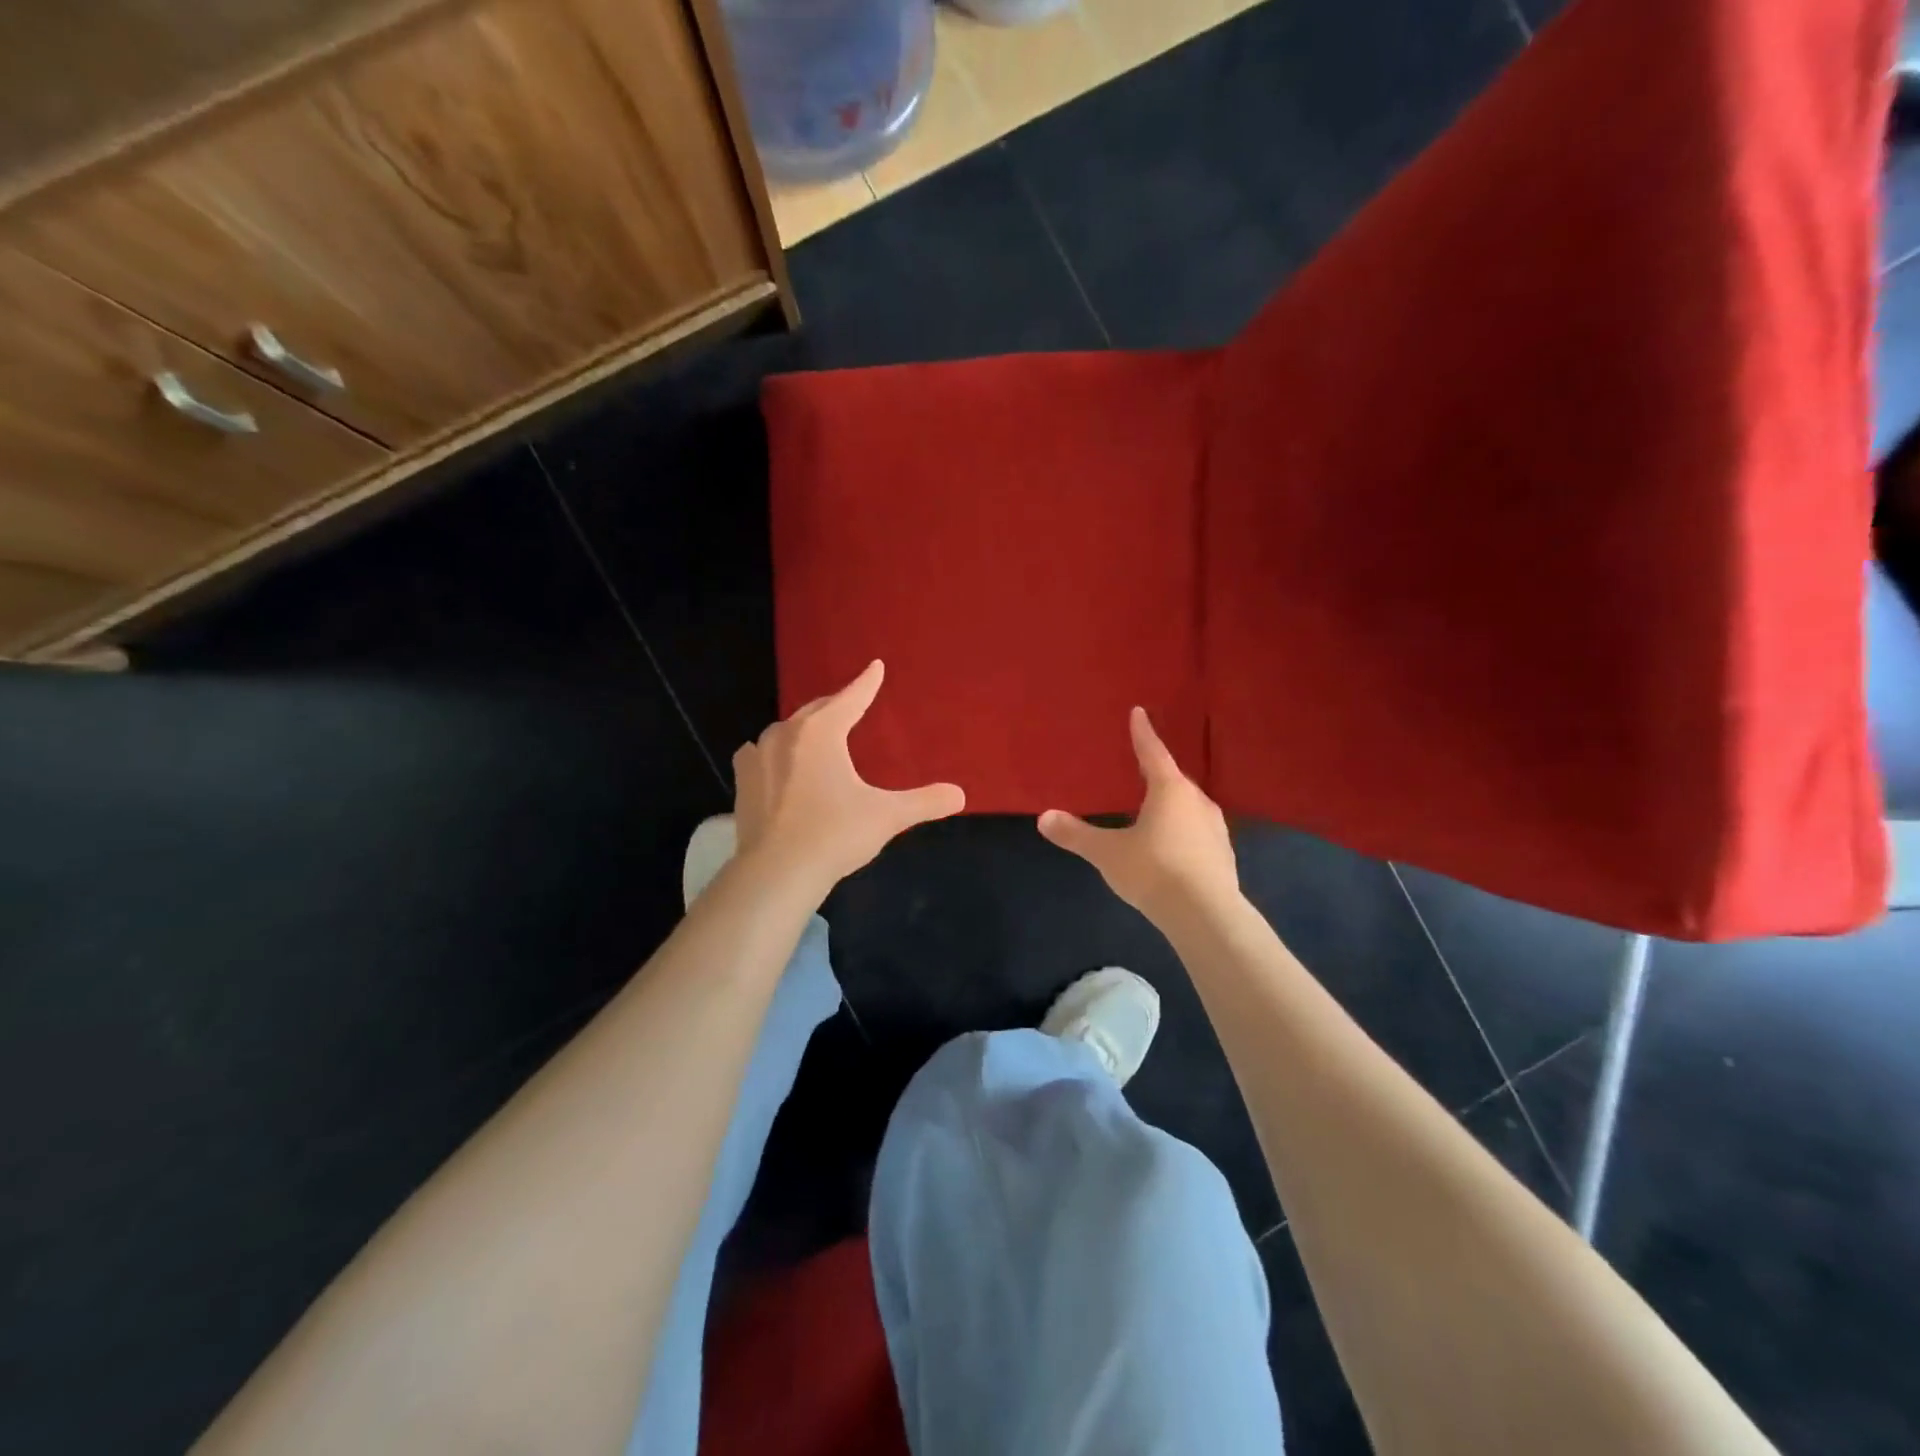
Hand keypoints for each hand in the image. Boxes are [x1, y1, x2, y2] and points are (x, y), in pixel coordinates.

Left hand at [733, 660, 964, 894]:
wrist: (777, 871)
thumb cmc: (835, 834)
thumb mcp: (887, 815)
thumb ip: (924, 802)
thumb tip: (960, 795)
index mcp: (822, 732)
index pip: (851, 699)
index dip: (866, 683)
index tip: (875, 667)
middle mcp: (787, 734)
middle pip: (817, 710)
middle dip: (835, 704)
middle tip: (850, 702)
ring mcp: (759, 755)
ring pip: (787, 730)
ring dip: (804, 728)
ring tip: (817, 733)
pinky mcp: (742, 780)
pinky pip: (760, 752)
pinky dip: (775, 751)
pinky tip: (777, 761)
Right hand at [1038, 707, 1240, 925]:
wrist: (1206, 915)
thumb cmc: (1153, 870)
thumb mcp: (1107, 852)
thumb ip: (1076, 834)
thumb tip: (1043, 818)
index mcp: (1170, 791)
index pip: (1153, 753)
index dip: (1143, 733)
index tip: (1139, 712)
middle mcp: (1197, 802)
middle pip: (1174, 781)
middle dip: (1157, 774)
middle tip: (1141, 770)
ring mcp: (1215, 830)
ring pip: (1189, 807)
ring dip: (1172, 805)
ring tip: (1154, 811)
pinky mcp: (1223, 856)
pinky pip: (1197, 832)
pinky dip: (1183, 831)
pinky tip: (1172, 846)